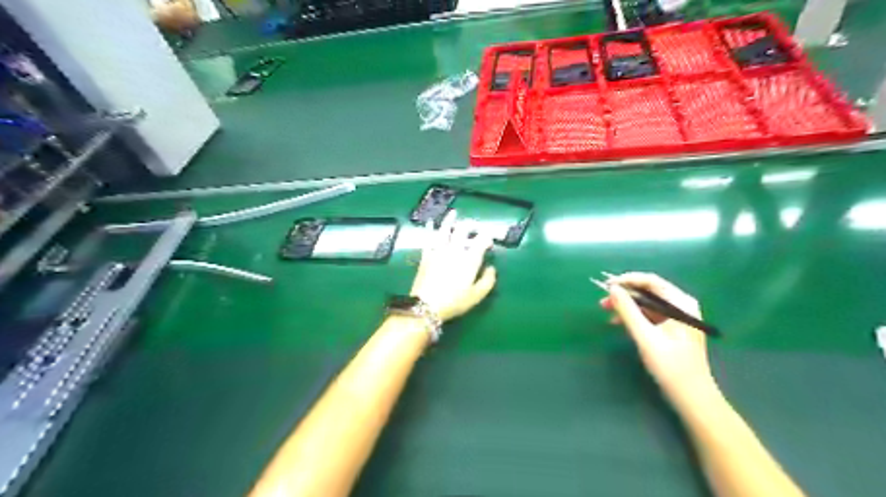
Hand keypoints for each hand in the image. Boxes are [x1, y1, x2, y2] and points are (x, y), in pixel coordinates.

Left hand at [410, 210, 495, 321]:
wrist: (426, 305)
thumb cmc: (454, 302)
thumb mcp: (476, 296)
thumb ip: (487, 281)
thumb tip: (491, 268)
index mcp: (470, 260)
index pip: (481, 241)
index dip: (487, 237)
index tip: (490, 237)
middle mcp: (455, 250)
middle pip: (463, 231)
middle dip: (470, 225)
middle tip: (474, 224)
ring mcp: (439, 251)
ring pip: (445, 230)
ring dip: (450, 220)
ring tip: (453, 213)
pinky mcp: (426, 255)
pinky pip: (429, 238)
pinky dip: (430, 229)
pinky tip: (429, 223)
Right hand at [598, 273, 715, 405]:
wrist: (691, 397)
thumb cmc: (670, 365)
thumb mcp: (645, 336)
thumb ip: (628, 311)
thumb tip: (612, 289)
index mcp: (681, 304)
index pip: (651, 281)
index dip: (627, 280)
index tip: (606, 285)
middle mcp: (681, 306)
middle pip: (648, 291)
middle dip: (625, 294)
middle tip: (603, 301)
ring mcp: (677, 317)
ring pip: (646, 303)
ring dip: (626, 306)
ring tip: (606, 310)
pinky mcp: (672, 328)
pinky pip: (649, 315)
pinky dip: (633, 316)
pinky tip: (618, 322)